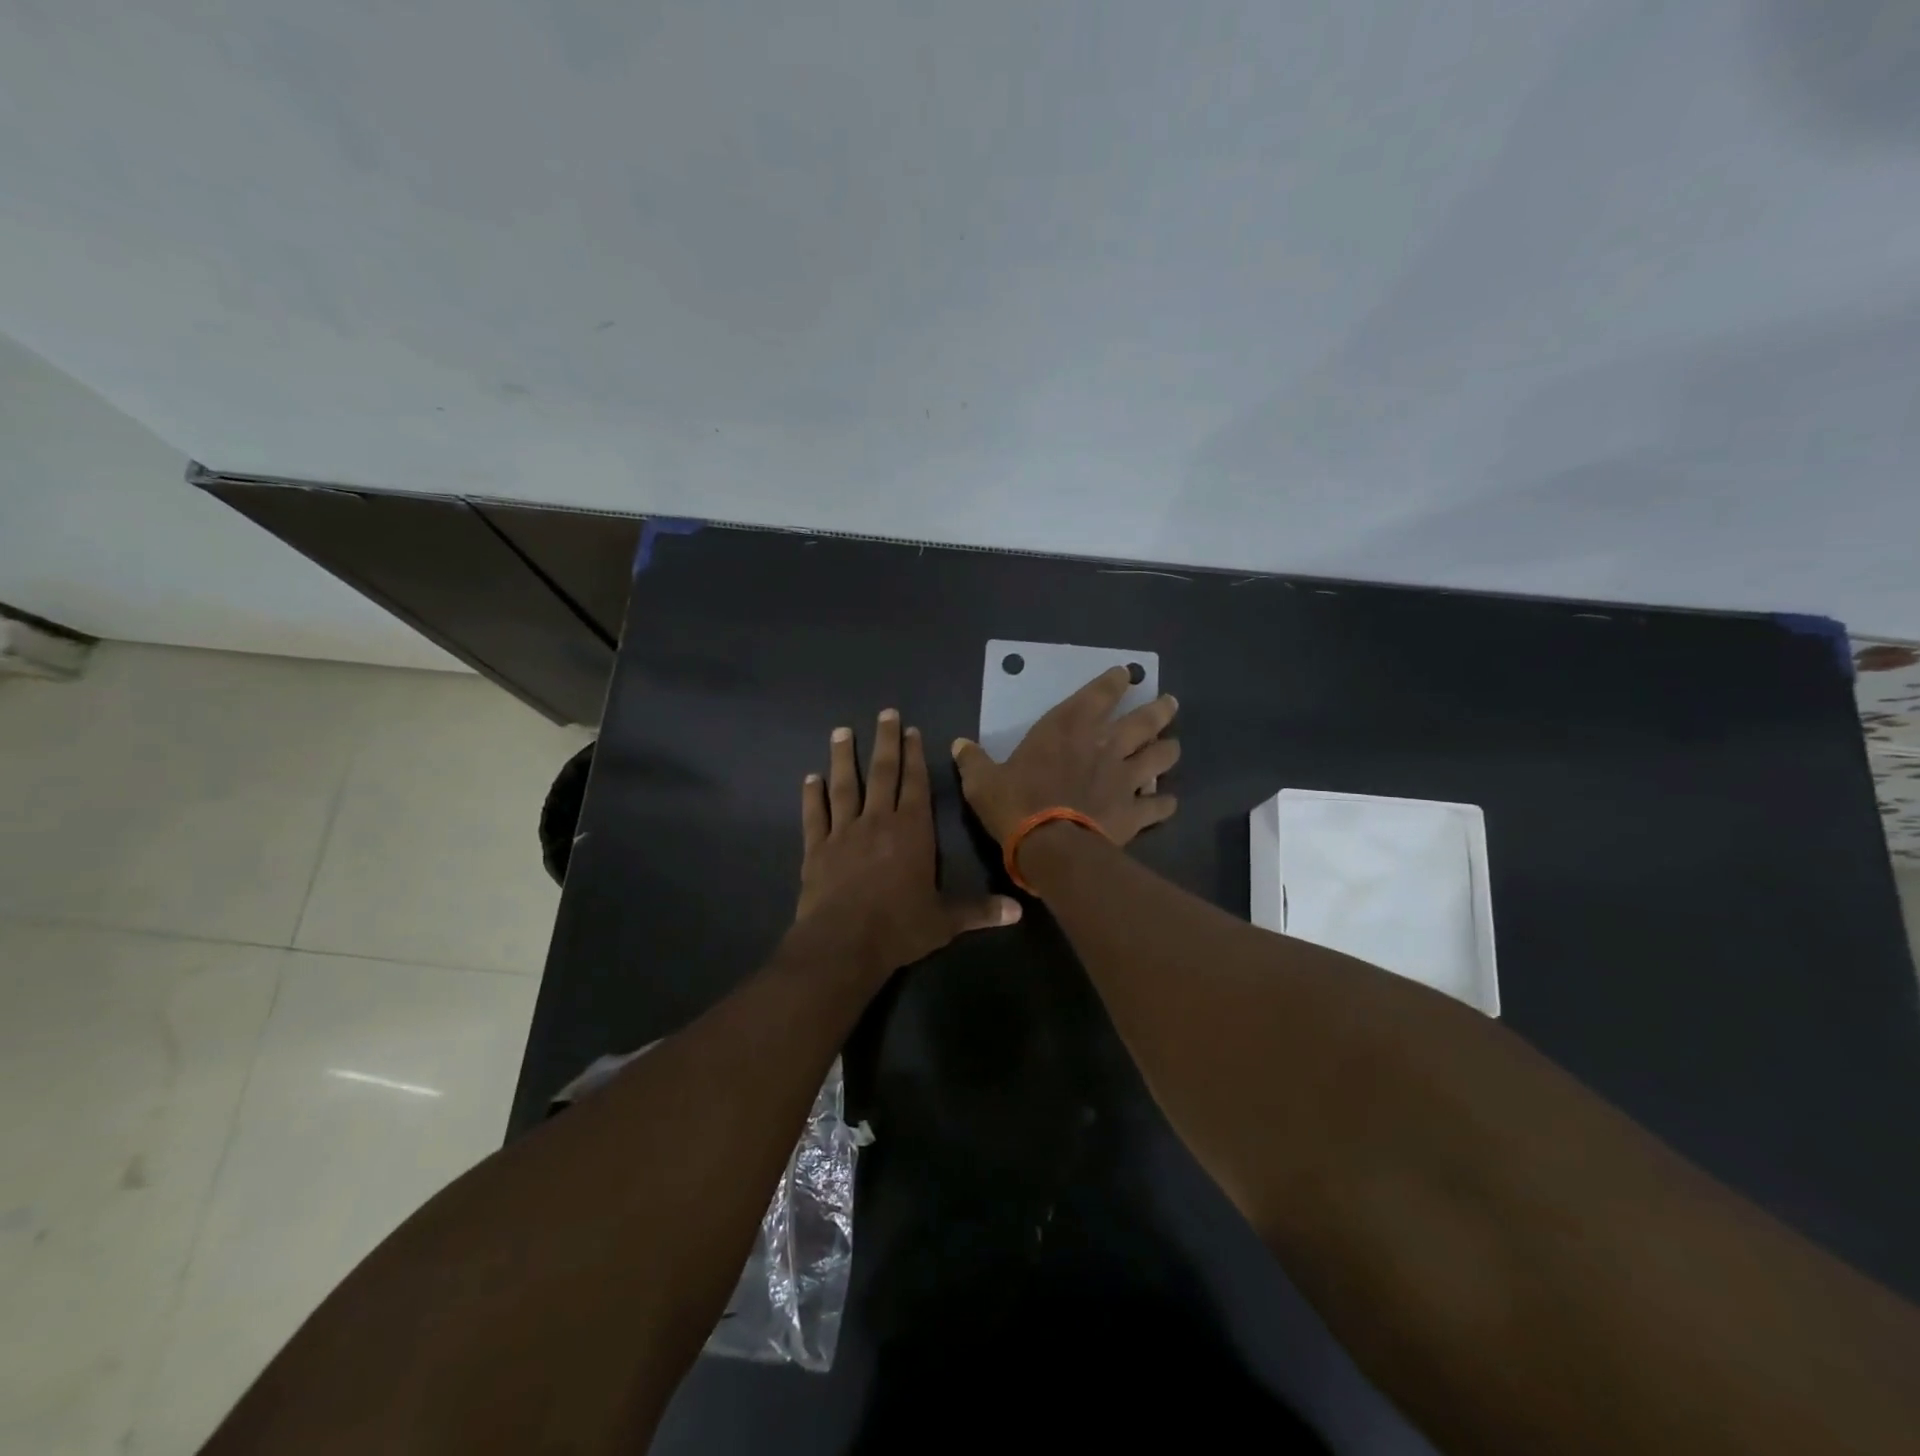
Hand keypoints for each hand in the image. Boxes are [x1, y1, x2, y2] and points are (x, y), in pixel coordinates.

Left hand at [795, 709, 1021, 975]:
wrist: (843, 944)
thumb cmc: (899, 927)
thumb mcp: (945, 921)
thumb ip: (979, 911)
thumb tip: (1018, 913)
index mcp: (911, 831)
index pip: (915, 784)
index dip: (914, 756)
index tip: (910, 730)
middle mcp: (878, 822)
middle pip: (881, 773)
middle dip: (884, 742)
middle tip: (884, 713)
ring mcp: (844, 833)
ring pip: (845, 786)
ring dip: (843, 758)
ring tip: (841, 731)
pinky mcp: (817, 850)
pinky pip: (814, 816)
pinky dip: (811, 796)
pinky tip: (809, 778)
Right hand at [950, 667, 1179, 844]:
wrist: (1050, 847)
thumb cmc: (1015, 804)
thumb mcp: (982, 781)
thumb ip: (973, 760)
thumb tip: (958, 744)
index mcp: (1068, 728)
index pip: (1100, 694)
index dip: (1115, 681)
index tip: (1126, 674)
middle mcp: (1104, 746)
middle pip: (1144, 720)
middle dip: (1159, 710)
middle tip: (1170, 703)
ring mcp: (1124, 778)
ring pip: (1160, 757)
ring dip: (1169, 751)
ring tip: (1173, 747)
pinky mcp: (1134, 811)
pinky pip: (1159, 805)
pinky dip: (1165, 803)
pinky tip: (1168, 803)